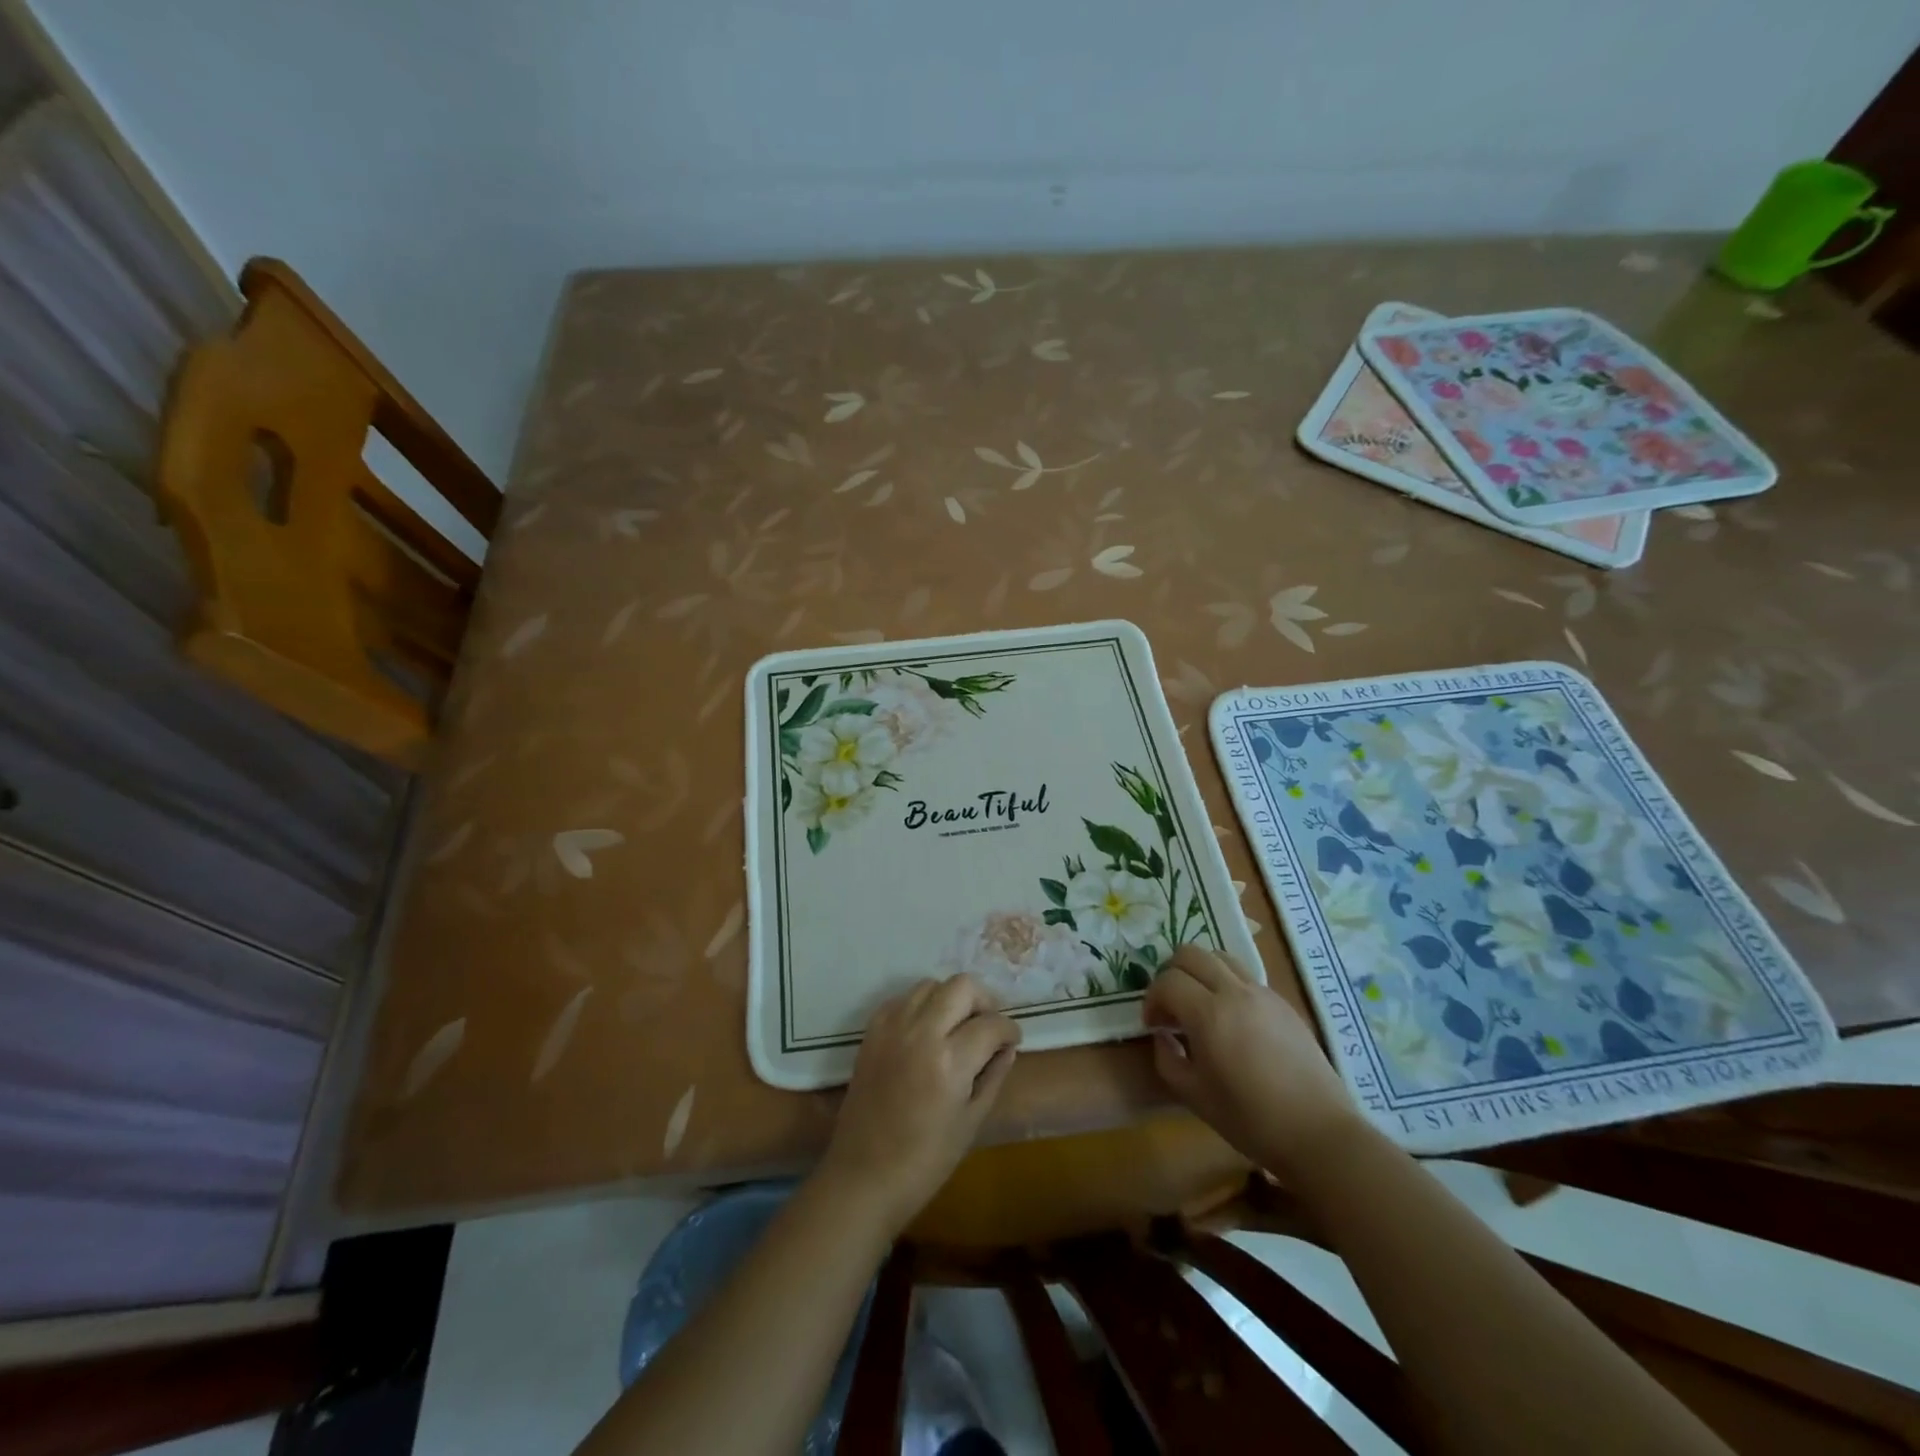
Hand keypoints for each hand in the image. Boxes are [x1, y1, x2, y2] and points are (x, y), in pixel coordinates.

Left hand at [816, 974, 1020, 1236]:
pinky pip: (902, 999)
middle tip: (988, 1026)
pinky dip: (920, 1006)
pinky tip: (927, 1032)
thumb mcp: (971, 1122)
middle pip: (962, 986)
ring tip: (957, 1027)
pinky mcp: (872, 1032)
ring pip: (931, 984)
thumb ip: (993, 1076)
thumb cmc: (925, 1161)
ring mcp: (892, 1027)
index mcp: (950, 1061)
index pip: (991, 1024)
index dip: (1009, 1030)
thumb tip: (1007, 1048)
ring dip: (950, 999)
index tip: (1012, 1040)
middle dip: (983, 1001)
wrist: (864, 1176)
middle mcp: (920, 1032)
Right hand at [1144, 946, 1361, 1176]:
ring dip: (1199, 972)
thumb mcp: (1194, 1096)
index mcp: (1209, 1014)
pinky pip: (1244, 975)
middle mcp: (1235, 992)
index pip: (1167, 981)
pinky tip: (1230, 1018)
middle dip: (1170, 974)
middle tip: (1170, 1006)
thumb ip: (1167, 1058)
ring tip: (1198, 1004)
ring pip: (1219, 956)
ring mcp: (1262, 993)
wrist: (1318, 1132)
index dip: (1152, 999)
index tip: (1153, 1025)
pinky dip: (1225, 982)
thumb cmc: (1250, 1119)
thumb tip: (1162, 1035)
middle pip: (1190, 954)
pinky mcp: (1282, 1002)